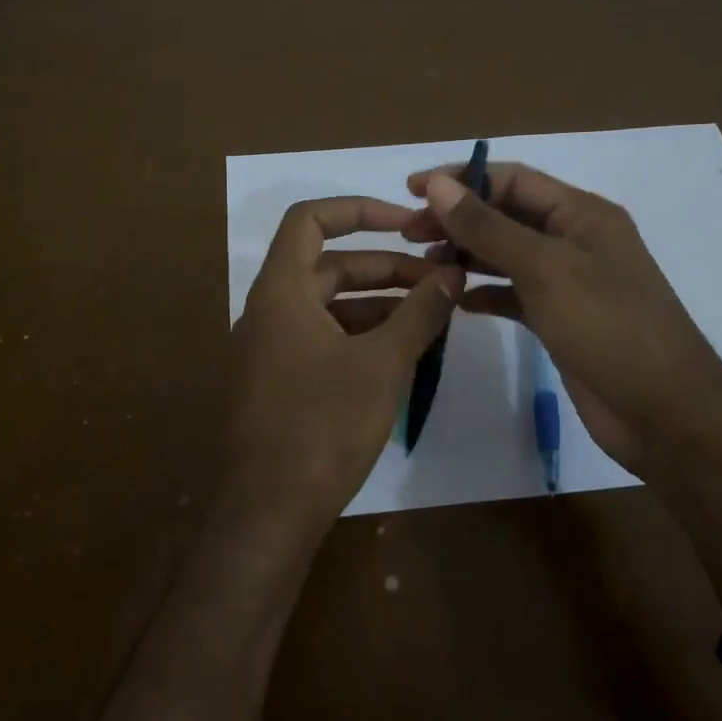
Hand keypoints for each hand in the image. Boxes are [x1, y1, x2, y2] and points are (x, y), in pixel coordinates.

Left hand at [225, 197, 460, 531]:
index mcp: (282, 290)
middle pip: (330, 266)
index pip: (311, 220)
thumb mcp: (382, 364)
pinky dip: (362, 336)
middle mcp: (270, 311)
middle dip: (387, 267)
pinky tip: (403, 353)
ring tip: (432, 315)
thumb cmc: (322, 426)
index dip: (360, 210)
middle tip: (440, 279)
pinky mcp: (281, 382)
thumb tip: (453, 273)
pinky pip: (325, 340)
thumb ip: (420, 313)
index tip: (409, 223)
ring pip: (331, 306)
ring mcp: (272, 349)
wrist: (268, 510)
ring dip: (380, 304)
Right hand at [406, 163, 721, 480]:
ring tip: (425, 264)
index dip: (460, 179)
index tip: (410, 191)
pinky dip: (486, 294)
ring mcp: (569, 283)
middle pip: (506, 215)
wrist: (665, 413)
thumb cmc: (609, 328)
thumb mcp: (545, 269)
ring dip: (468, 255)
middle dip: (458, 219)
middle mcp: (575, 241)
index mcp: (582, 214)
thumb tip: (437, 184)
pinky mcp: (562, 321)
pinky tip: (457, 302)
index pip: (512, 179)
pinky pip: (514, 296)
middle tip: (409, 233)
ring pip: (508, 256)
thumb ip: (488, 226)